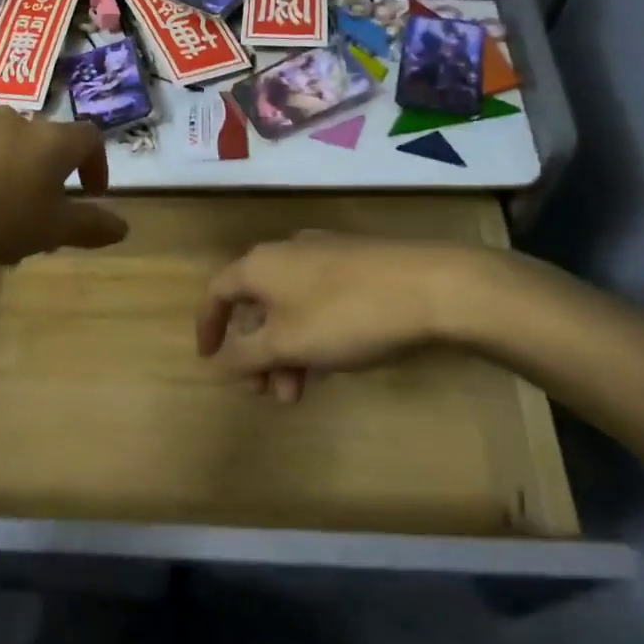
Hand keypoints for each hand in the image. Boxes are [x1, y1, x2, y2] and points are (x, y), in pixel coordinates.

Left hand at [0, 109, 127, 269]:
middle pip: (43, 144)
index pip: (89, 138)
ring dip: (8, 178)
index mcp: (50, 140)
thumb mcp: (48, 231)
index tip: (92, 194)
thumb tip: (123, 226)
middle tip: (38, 218)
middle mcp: (13, 121)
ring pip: (2, 149)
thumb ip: (89, 226)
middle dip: (47, 178)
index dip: (97, 164)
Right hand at [196, 232, 493, 401]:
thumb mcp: (288, 344)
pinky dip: (312, 334)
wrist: (435, 286)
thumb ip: (246, 355)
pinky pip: (317, 302)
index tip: (210, 360)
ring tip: (301, 391)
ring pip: (289, 307)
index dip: (208, 327)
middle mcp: (286, 252)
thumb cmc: (347, 315)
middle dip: (256, 354)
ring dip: (286, 352)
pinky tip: (331, 364)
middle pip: (256, 305)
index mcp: (260, 265)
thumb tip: (219, 362)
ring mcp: (324, 254)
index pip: (217, 293)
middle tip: (267, 391)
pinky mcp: (357, 264)